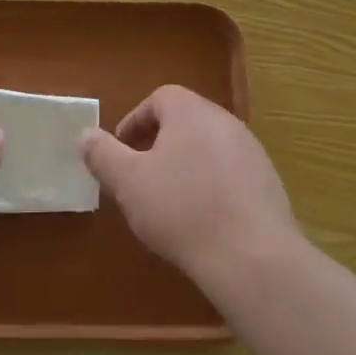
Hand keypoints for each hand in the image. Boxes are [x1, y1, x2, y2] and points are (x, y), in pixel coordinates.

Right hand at [81, 85, 296, 274]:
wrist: (251, 256)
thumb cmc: (181, 209)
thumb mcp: (128, 182)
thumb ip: (103, 154)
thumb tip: (86, 135)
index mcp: (192, 112)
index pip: (160, 98)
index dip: (135, 120)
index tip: (121, 149)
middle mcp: (226, 122)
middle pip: (186, 120)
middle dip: (158, 142)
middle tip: (139, 173)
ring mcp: (253, 152)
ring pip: (209, 147)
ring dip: (185, 164)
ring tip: (168, 199)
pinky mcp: (269, 183)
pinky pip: (230, 173)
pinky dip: (211, 184)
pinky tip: (201, 218)